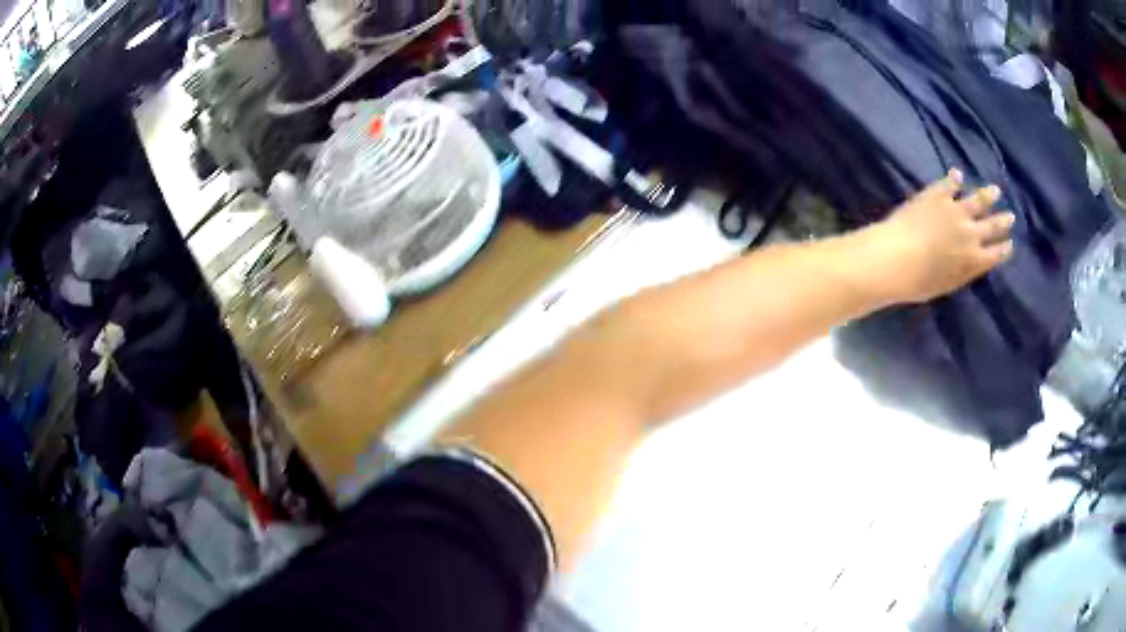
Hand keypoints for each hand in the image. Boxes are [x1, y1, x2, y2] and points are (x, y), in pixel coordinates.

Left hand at [870, 169, 1013, 303]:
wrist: (896, 256)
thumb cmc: (919, 281)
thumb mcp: (948, 285)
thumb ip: (966, 272)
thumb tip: (978, 263)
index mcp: (974, 258)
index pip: (995, 253)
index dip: (1004, 248)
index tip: (1010, 243)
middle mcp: (970, 232)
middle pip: (992, 225)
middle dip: (1003, 221)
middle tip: (1011, 216)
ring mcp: (954, 210)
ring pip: (977, 200)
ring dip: (987, 195)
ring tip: (995, 191)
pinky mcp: (937, 195)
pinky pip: (949, 183)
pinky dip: (954, 178)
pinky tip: (957, 173)